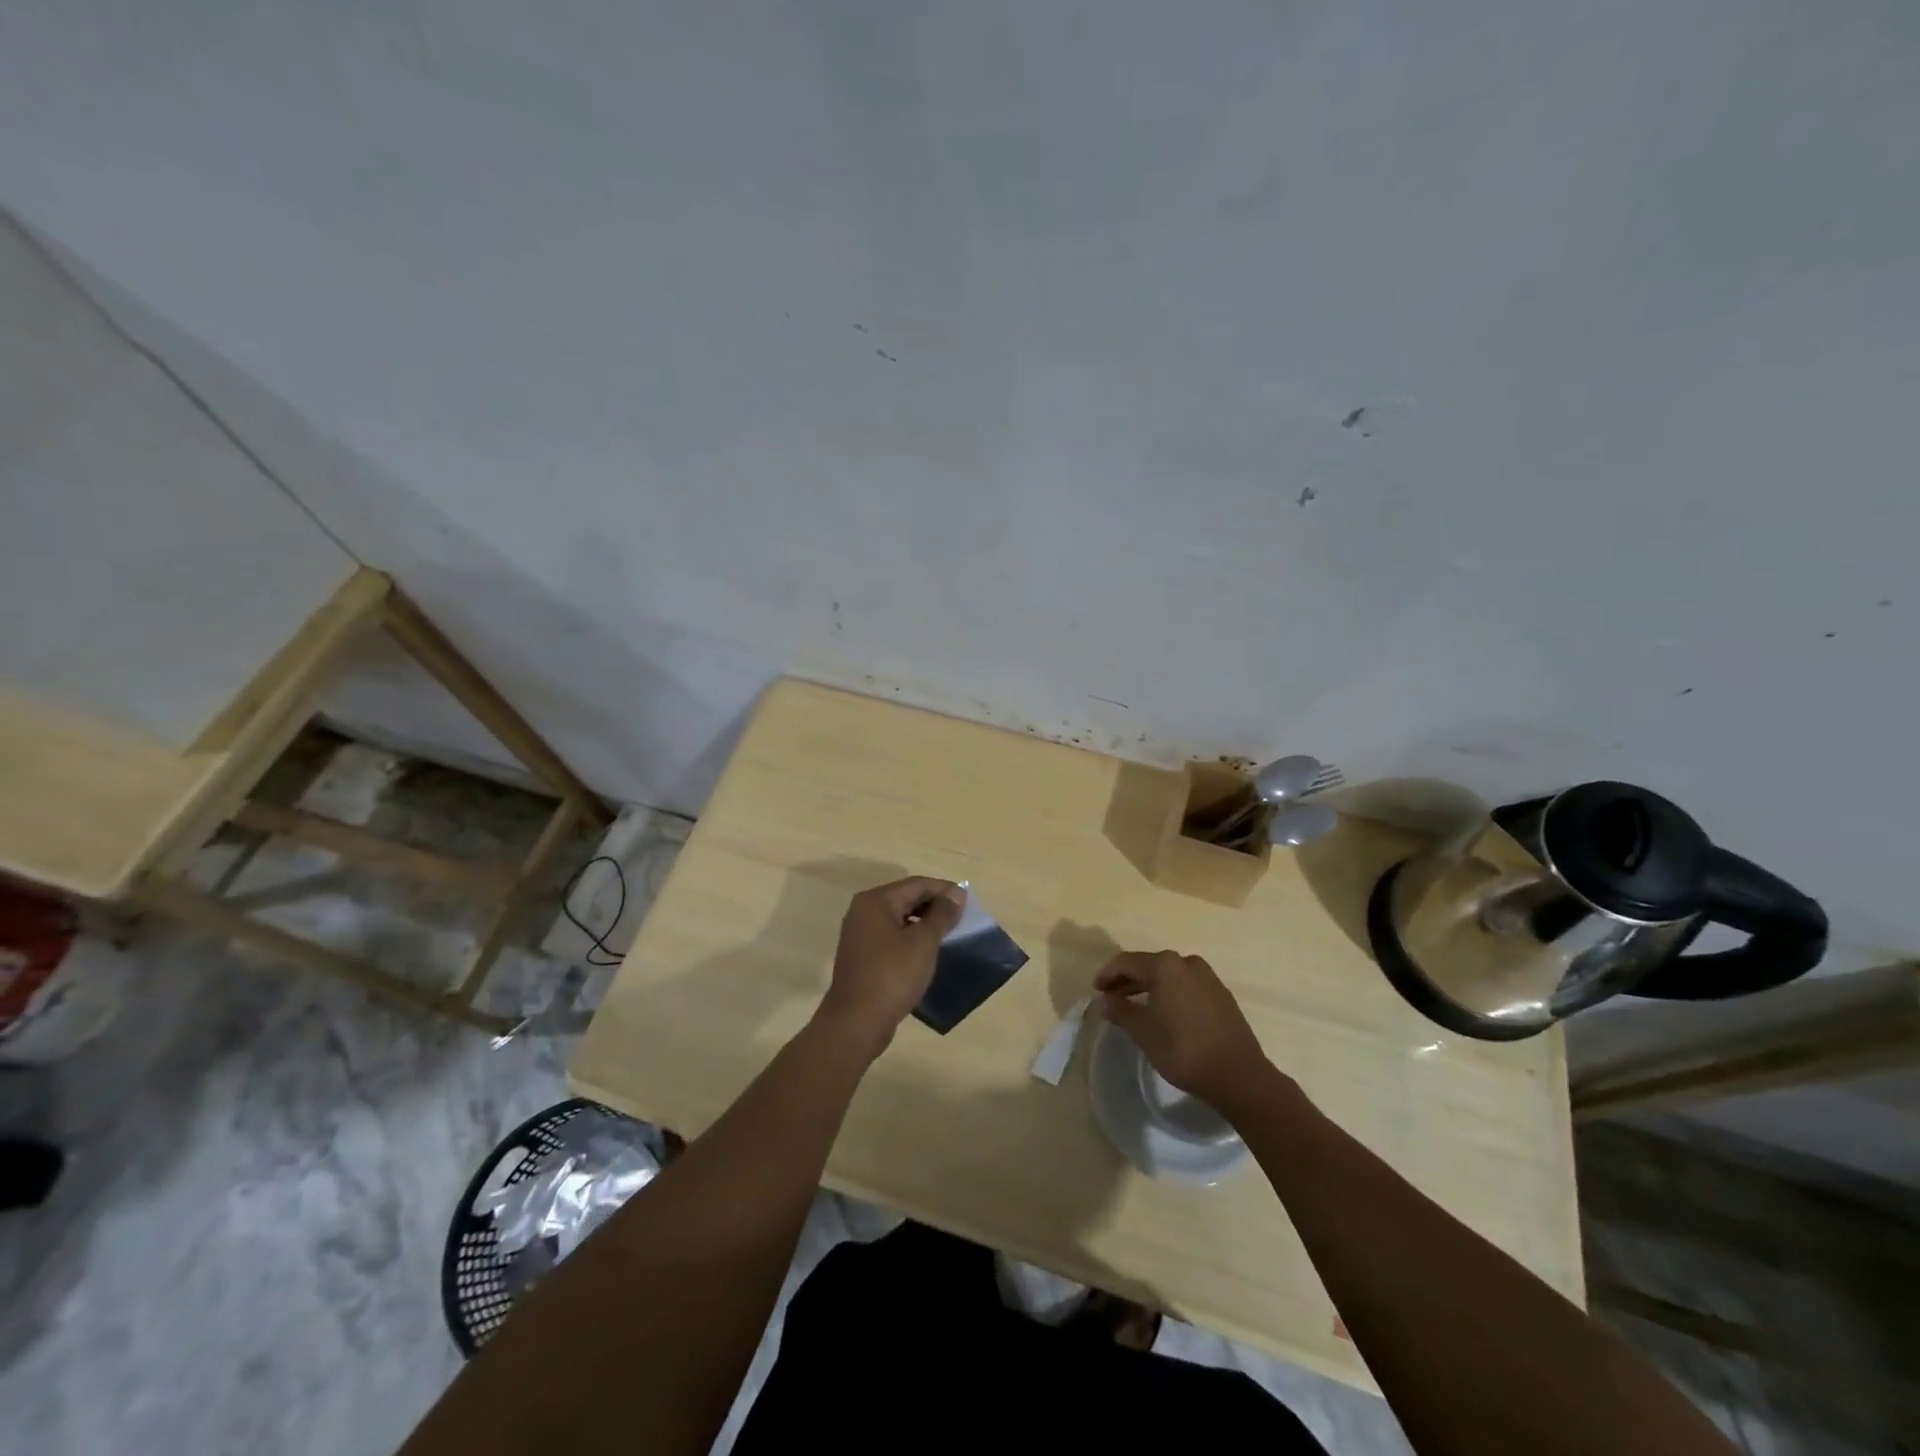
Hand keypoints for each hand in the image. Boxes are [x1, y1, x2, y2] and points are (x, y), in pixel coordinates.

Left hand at [816, 876, 964, 1051]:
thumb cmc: (892, 976)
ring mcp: (860, 934)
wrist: (856, 1022)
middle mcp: (863, 911)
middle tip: (961, 918)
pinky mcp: (862, 955)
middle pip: (905, 898)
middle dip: (934, 905)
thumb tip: (956, 894)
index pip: (917, 884)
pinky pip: (891, 936)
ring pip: (898, 918)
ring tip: (948, 934)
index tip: (968, 902)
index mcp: (876, 901)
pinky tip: (926, 951)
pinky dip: (910, 937)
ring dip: (923, 922)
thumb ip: (941, 915)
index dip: (944, 890)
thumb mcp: (923, 943)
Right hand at [1094, 950, 1276, 1111]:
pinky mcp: (1220, 994)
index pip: (1127, 962)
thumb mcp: (1144, 1032)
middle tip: (1110, 997)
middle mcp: (1187, 963)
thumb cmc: (1184, 1050)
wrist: (1239, 1075)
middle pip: (1148, 965)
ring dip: (1147, 986)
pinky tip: (1162, 1011)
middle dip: (1126, 980)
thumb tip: (1106, 1000)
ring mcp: (1207, 977)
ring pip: (1168, 975)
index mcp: (1166, 966)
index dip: (1108, 974)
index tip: (1096, 990)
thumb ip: (1121, 1011)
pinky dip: (1167, 993)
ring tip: (1132, 1005)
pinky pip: (1184, 985)